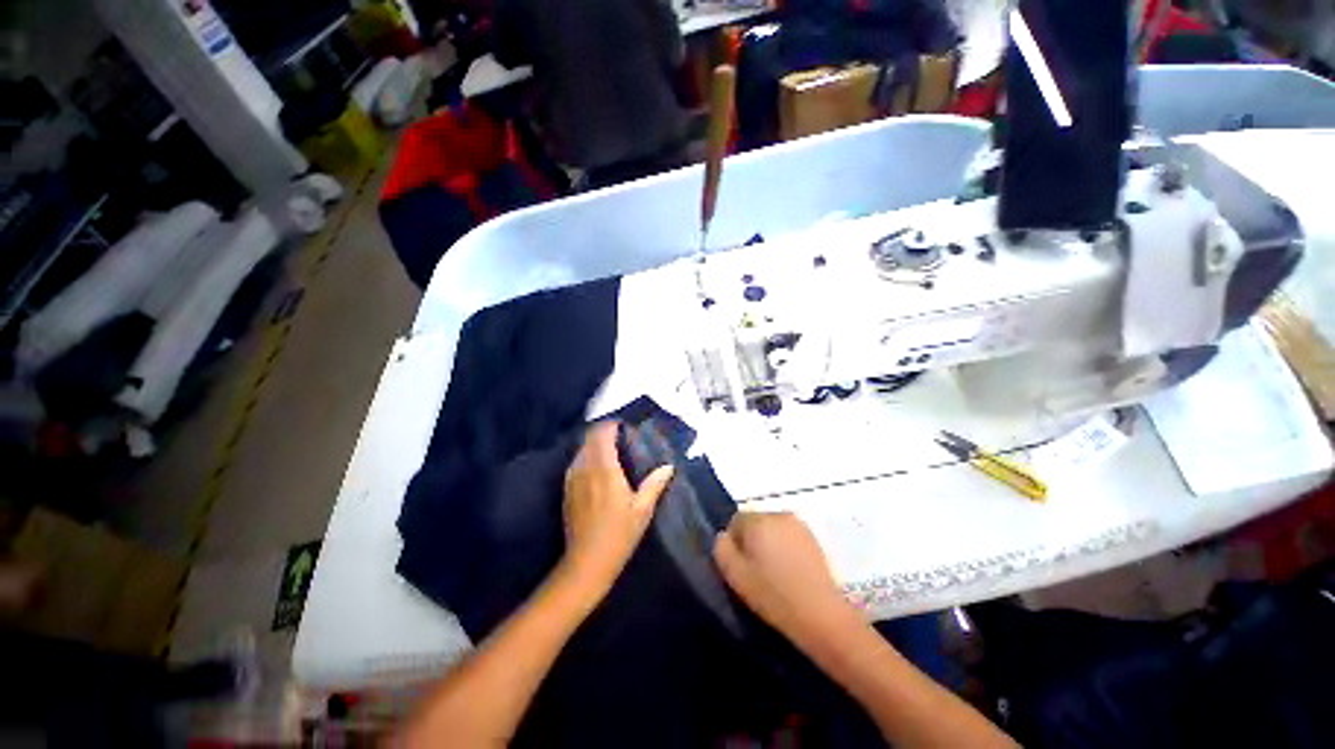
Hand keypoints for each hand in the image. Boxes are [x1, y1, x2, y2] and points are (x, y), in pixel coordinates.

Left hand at [560, 422, 673, 597]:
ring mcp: (573, 479)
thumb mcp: (642, 510)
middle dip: (602, 432)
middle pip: (589, 438)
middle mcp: (586, 469)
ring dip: (593, 444)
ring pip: (581, 450)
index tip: (623, 426)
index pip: (602, 435)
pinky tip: (595, 468)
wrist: (586, 563)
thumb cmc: (619, 535)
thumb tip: (668, 466)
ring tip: (609, 450)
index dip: (611, 426)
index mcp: (605, 470)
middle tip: (619, 437)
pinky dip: (585, 457)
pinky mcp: (566, 490)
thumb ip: (654, 485)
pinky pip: (575, 463)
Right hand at [714, 512, 858, 649]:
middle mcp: (778, 514)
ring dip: (769, 544)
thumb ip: (721, 549)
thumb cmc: (773, 595)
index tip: (740, 567)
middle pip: (755, 522)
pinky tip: (790, 572)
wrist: (821, 614)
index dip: (734, 543)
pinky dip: (786, 548)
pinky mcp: (814, 538)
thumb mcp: (735, 576)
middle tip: (754, 571)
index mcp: (758, 519)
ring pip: (773, 529)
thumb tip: (724, 536)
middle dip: (752, 541)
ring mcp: (799, 524)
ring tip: (774, 573)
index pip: (735, 520)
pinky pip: (789, 537)